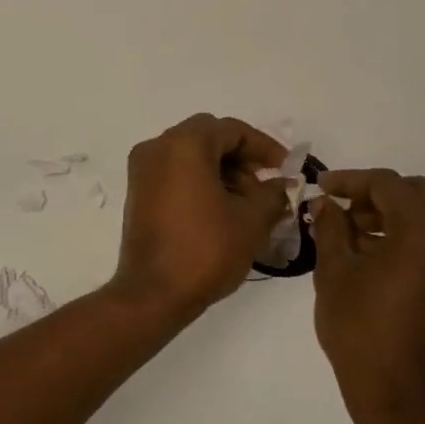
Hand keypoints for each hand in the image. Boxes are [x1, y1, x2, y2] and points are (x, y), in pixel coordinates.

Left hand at [111, 114, 289, 317]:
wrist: (153, 293)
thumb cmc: (205, 250)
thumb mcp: (251, 221)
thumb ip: (273, 195)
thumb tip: (282, 185)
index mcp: (184, 144)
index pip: (232, 130)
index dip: (264, 147)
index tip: (286, 170)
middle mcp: (158, 147)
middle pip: (209, 137)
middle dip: (242, 158)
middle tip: (266, 185)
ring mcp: (143, 170)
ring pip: (191, 155)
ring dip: (222, 171)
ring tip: (248, 204)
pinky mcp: (138, 192)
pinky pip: (174, 172)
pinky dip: (200, 181)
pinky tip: (222, 210)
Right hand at [310, 170, 424, 413]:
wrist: (399, 395)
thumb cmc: (360, 330)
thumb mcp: (334, 272)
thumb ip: (331, 227)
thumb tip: (325, 204)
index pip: (388, 185)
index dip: (351, 180)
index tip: (322, 187)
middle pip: (417, 194)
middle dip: (376, 194)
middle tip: (341, 208)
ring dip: (392, 215)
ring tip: (352, 234)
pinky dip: (408, 237)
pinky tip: (375, 255)